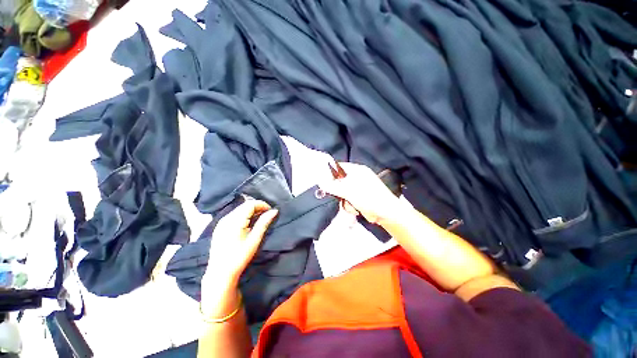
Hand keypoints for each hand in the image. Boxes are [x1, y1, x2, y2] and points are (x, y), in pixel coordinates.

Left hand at [203, 200, 278, 286]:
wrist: (220, 273)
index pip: (250, 204)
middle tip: (266, 214)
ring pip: (239, 209)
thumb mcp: (255, 239)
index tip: (270, 211)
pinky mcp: (219, 227)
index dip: (262, 204)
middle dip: (257, 207)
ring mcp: (221, 222)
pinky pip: (234, 215)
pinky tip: (248, 223)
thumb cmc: (240, 256)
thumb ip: (264, 222)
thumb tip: (274, 211)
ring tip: (259, 218)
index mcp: (235, 220)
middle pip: (244, 205)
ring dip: (250, 211)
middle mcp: (226, 218)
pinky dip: (243, 215)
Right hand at [319, 162, 400, 224]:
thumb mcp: (350, 191)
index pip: (339, 167)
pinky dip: (349, 206)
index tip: (323, 182)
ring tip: (351, 205)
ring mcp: (358, 189)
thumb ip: (334, 186)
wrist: (387, 214)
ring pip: (342, 193)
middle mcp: (357, 178)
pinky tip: (355, 209)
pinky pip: (347, 200)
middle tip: (338, 197)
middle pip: (339, 181)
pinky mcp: (359, 199)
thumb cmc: (369, 198)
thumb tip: (321, 182)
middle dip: (337, 191)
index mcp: (357, 171)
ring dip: (344, 201)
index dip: (330, 173)